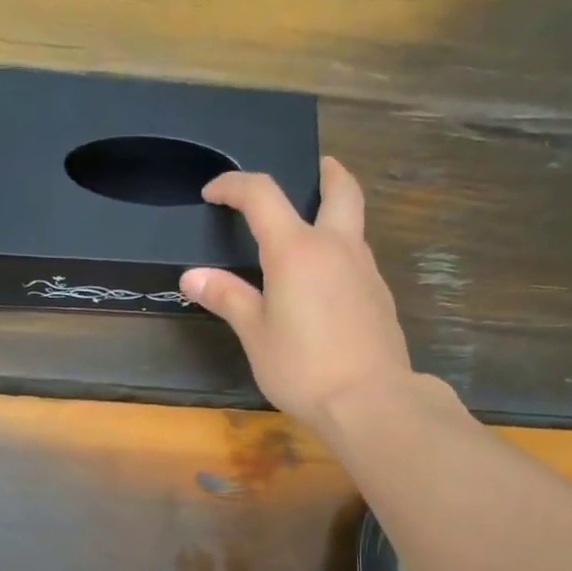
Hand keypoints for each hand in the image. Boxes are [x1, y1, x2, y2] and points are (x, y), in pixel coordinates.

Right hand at [181, 156, 412, 429]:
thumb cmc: (301, 367)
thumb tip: (192, 276)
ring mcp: (365, 269)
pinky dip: (340, 251)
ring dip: (334, 212)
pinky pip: (358, 257)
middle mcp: (336, 246)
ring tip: (309, 232)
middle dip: (324, 172)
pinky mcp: (379, 295)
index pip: (262, 196)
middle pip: (340, 188)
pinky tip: (324, 283)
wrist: (368, 400)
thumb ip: (227, 298)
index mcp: (297, 250)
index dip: (234, 185)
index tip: (213, 192)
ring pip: (354, 222)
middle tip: (310, 170)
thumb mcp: (255, 334)